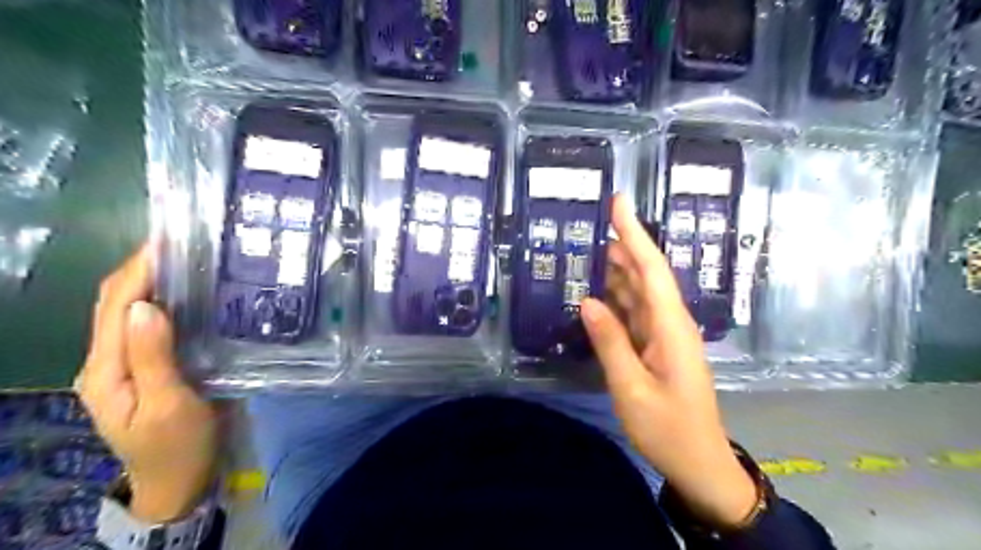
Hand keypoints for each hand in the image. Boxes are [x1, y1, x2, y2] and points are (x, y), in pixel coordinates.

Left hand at [75, 246, 216, 524]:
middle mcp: (106, 361)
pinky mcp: (147, 367)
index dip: (137, 269)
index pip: (114, 306)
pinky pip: (149, 326)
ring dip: (152, 281)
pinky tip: (189, 292)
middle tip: (182, 242)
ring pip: (130, 311)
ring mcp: (125, 364)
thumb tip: (144, 305)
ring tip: (187, 258)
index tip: (168, 240)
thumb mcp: (169, 404)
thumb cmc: (178, 445)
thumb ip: (153, 357)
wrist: (179, 480)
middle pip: (115, 303)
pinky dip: (164, 302)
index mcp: (106, 370)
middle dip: (141, 267)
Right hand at [586, 196, 752, 527]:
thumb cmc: (668, 428)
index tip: (618, 202)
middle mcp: (671, 322)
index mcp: (671, 326)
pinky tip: (596, 293)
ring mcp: (664, 334)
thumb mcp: (632, 388)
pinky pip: (634, 313)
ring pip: (638, 292)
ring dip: (615, 271)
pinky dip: (615, 298)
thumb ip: (611, 342)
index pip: (651, 268)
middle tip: (588, 227)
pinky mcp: (657, 346)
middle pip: (645, 274)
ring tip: (585, 253)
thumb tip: (588, 301)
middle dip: (621, 245)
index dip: (634, 233)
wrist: (698, 462)